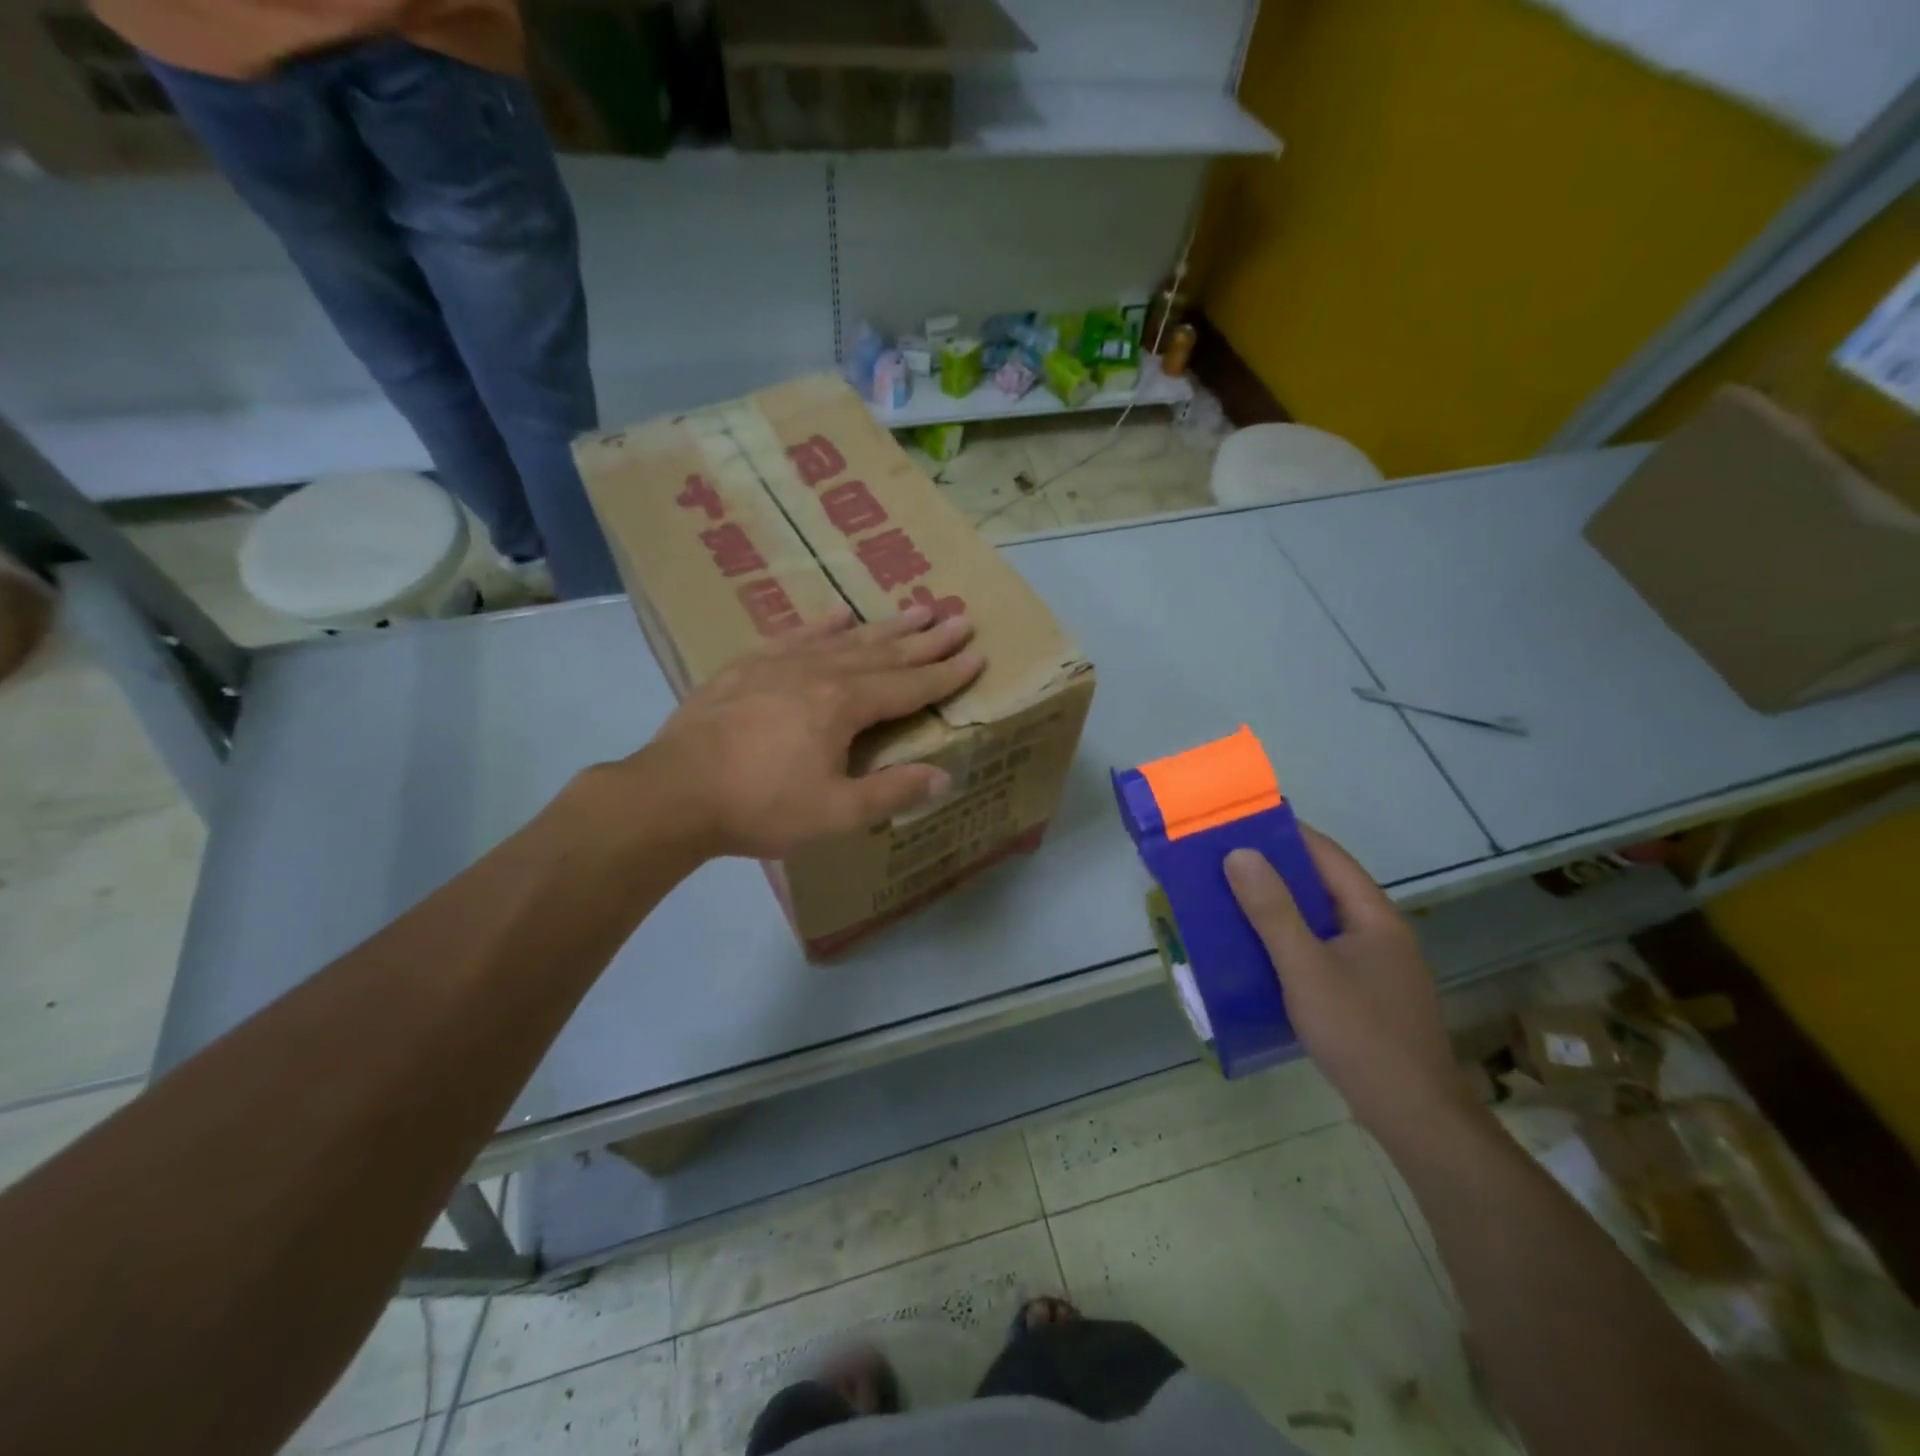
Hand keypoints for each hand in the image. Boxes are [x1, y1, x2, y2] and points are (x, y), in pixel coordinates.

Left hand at [641, 605, 983, 858]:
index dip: (946, 673)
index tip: (976, 654)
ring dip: (884, 626)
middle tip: (958, 618)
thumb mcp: (835, 813)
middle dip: (926, 639)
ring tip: (915, 607)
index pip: (910, 686)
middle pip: (884, 652)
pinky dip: (822, 624)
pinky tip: (838, 614)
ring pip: (845, 638)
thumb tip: (945, 777)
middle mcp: (819, 672)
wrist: (674, 791)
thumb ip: (892, 793)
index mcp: (845, 705)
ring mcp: (780, 663)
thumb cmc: (760, 806)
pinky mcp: (747, 665)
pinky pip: (795, 635)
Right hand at [1225, 829, 1478, 1144]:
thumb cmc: (1359, 1033)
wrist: (1412, 1115)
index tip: (1239, 824)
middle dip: (1274, 872)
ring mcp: (1374, 964)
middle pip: (1322, 886)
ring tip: (1229, 900)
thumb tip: (1239, 853)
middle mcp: (1378, 931)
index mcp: (1373, 915)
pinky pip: (1320, 949)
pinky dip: (1288, 941)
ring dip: (1278, 908)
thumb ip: (1271, 910)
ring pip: (1319, 920)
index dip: (1285, 835)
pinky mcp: (1364, 992)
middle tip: (1222, 864)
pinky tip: (1257, 951)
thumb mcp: (1306, 967)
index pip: (1326, 855)